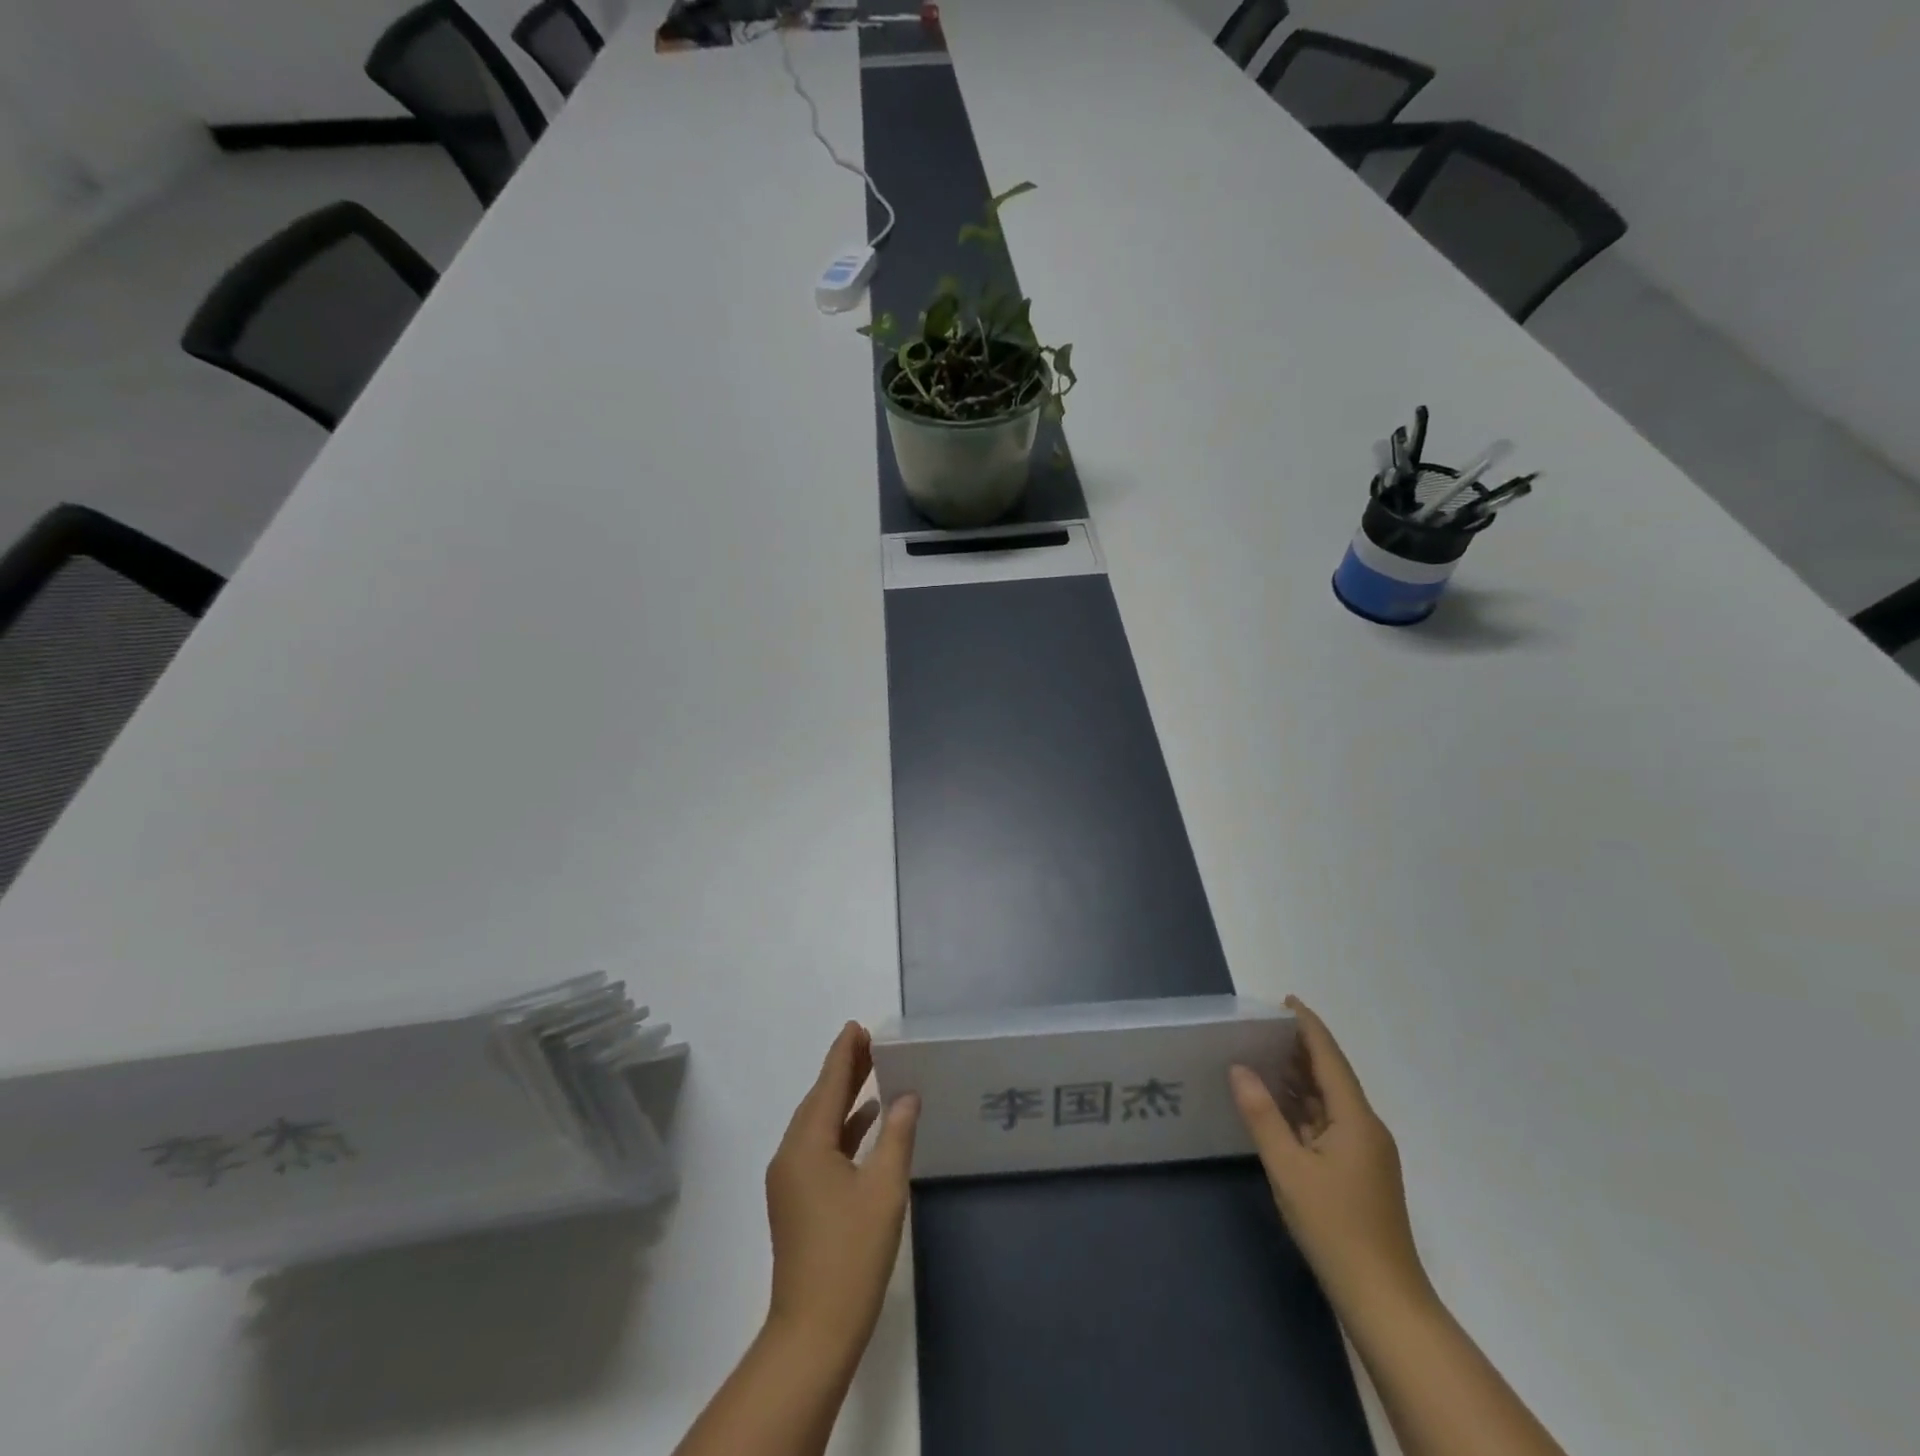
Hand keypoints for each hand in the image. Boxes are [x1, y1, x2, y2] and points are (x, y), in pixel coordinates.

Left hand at [765, 1023, 919, 1366]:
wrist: (813, 1332)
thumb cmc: (851, 1254)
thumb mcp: (884, 1189)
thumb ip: (896, 1134)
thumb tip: (907, 1095)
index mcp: (806, 1145)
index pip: (828, 1085)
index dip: (844, 1054)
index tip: (857, 1026)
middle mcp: (791, 1155)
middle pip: (820, 1100)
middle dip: (844, 1070)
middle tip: (870, 1042)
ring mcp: (791, 1181)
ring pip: (819, 1125)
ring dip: (844, 1099)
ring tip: (873, 1072)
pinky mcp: (798, 1201)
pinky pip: (820, 1148)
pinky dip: (842, 1129)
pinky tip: (865, 1124)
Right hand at [1231, 996, 1430, 1317]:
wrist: (1384, 1300)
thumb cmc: (1335, 1228)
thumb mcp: (1288, 1168)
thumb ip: (1262, 1115)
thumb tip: (1240, 1068)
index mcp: (1356, 1119)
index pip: (1329, 1058)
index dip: (1308, 1027)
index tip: (1285, 1001)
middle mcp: (1366, 1128)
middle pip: (1332, 1076)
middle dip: (1301, 1049)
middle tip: (1263, 1027)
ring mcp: (1366, 1153)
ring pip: (1330, 1102)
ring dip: (1301, 1079)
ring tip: (1264, 1057)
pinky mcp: (1360, 1173)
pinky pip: (1329, 1124)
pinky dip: (1304, 1108)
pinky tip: (1280, 1107)